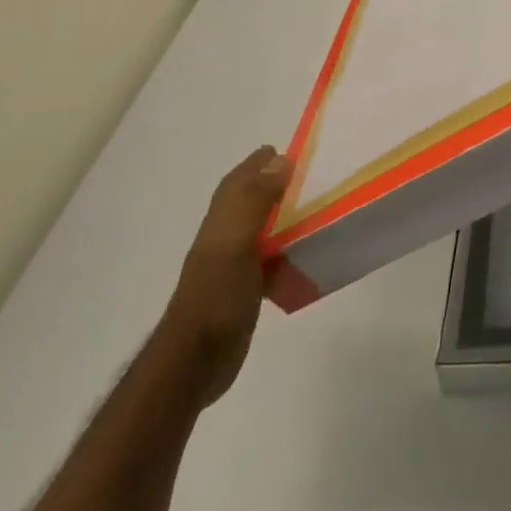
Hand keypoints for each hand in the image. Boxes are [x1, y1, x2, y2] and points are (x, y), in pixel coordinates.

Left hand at [157, 146, 291, 406]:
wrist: (197, 360)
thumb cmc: (217, 296)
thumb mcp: (236, 244)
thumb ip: (255, 201)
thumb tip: (280, 160)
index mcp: (220, 224)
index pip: (236, 183)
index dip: (255, 164)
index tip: (282, 150)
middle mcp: (224, 241)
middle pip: (248, 204)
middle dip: (270, 186)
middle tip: (306, 177)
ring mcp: (233, 268)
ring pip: (261, 232)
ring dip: (281, 218)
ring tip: (314, 210)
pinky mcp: (244, 292)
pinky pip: (271, 262)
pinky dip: (287, 253)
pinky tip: (306, 257)